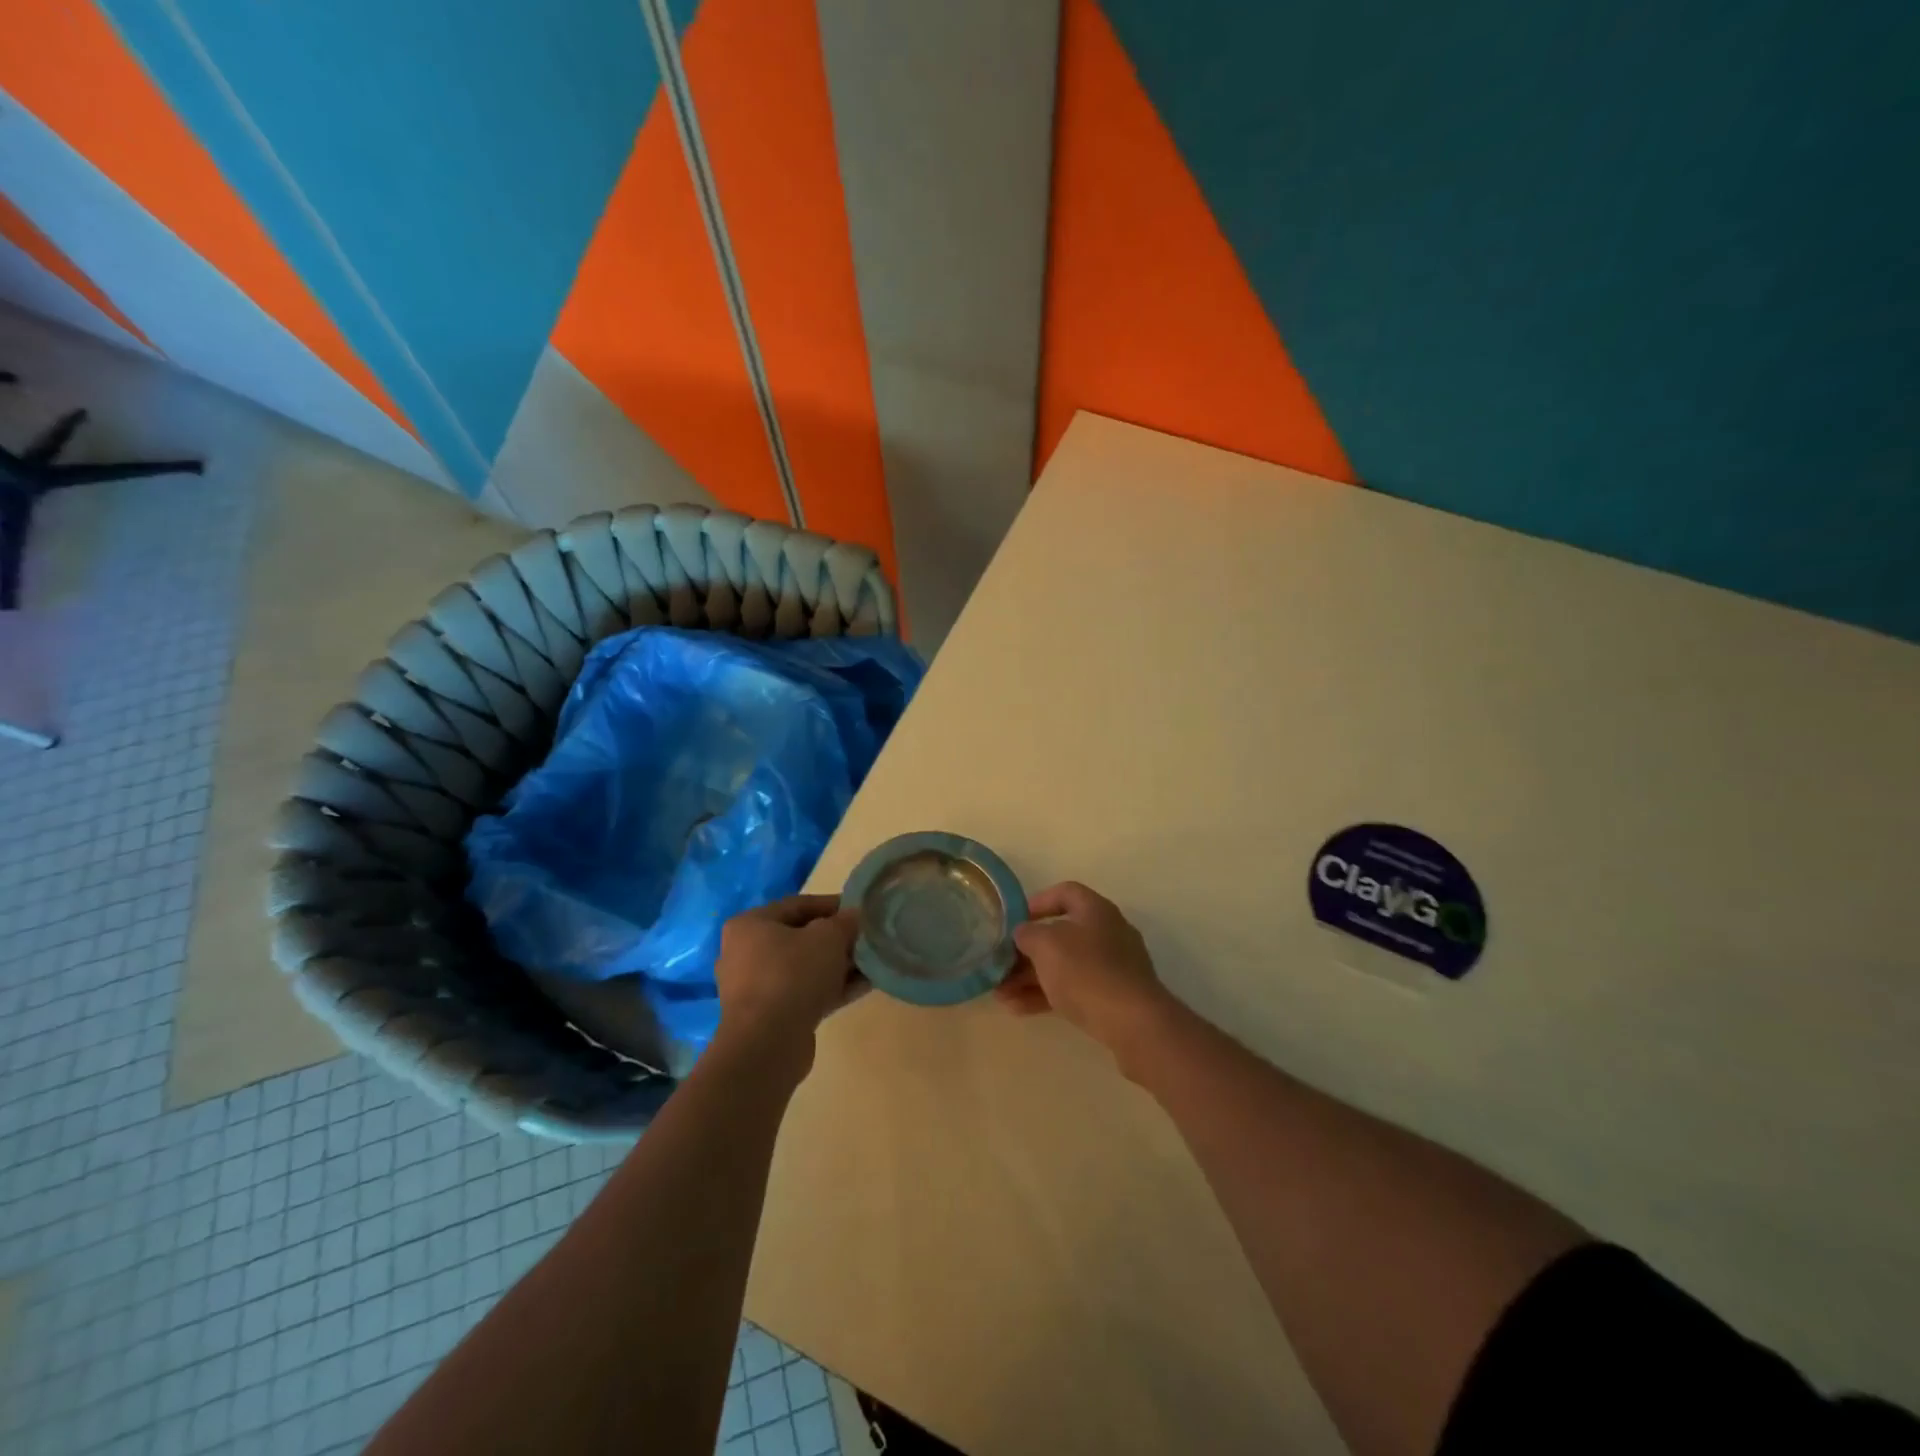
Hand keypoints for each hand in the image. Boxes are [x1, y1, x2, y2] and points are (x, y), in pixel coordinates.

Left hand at [714, 895, 861, 1075]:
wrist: (768, 1043)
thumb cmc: (792, 974)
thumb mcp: (828, 937)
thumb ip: (844, 922)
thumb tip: (854, 916)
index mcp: (750, 924)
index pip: (798, 905)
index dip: (833, 905)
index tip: (861, 911)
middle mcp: (746, 953)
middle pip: (800, 937)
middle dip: (837, 938)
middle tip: (866, 939)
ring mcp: (756, 987)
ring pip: (804, 968)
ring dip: (838, 965)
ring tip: (871, 963)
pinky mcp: (769, 1016)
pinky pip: (805, 993)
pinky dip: (831, 988)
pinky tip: (864, 986)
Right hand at [995, 881, 1173, 1059]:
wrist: (1133, 1023)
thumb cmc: (1086, 971)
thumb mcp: (1046, 945)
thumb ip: (1028, 934)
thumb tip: (1024, 933)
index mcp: (1096, 910)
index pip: (1065, 893)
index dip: (1037, 902)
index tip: (1014, 920)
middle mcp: (1107, 933)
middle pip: (1060, 934)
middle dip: (1026, 951)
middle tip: (1000, 965)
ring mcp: (1112, 967)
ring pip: (1063, 966)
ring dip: (1030, 978)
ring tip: (1000, 995)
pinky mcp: (1112, 997)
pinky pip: (1073, 989)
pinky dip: (1046, 995)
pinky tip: (1018, 1009)